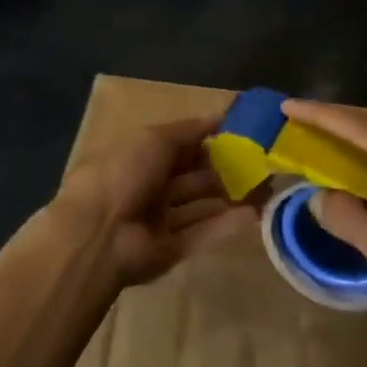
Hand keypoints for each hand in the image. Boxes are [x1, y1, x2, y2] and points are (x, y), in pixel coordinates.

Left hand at [49, 117, 257, 288]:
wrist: (98, 235)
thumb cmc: (123, 174)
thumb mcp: (154, 138)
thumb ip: (188, 130)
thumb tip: (219, 117)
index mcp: (139, 156)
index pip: (179, 145)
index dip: (208, 139)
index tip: (242, 134)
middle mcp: (149, 186)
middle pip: (192, 176)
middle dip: (225, 168)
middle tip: (262, 163)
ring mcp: (159, 220)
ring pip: (201, 204)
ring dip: (231, 195)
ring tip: (267, 187)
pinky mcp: (170, 249)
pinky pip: (202, 233)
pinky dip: (227, 223)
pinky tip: (255, 214)